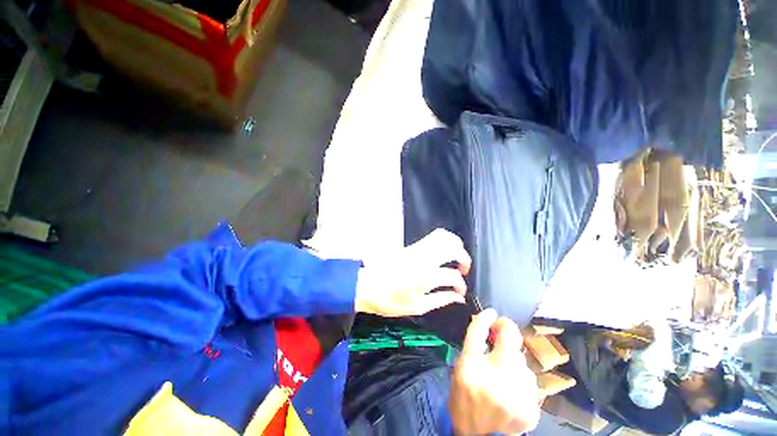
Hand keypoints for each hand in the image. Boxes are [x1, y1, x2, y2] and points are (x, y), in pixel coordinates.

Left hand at [354, 229, 470, 316]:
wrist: (368, 285)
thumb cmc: (390, 300)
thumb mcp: (417, 307)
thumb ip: (441, 300)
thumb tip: (458, 298)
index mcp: (425, 277)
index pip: (453, 276)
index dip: (461, 286)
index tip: (460, 292)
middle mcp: (424, 259)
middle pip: (452, 247)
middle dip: (464, 257)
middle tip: (463, 269)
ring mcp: (417, 249)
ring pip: (443, 236)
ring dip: (455, 245)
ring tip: (455, 257)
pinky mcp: (412, 245)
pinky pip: (432, 236)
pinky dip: (443, 241)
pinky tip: (442, 253)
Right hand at [449, 309, 540, 434]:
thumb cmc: (464, 401)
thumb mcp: (460, 371)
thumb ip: (473, 347)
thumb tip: (488, 328)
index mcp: (470, 367)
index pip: (479, 331)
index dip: (485, 318)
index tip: (491, 313)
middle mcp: (495, 377)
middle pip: (511, 339)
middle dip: (507, 332)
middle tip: (500, 333)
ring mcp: (518, 394)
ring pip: (522, 360)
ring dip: (513, 359)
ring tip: (504, 371)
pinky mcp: (533, 407)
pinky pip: (529, 379)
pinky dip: (520, 378)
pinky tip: (512, 388)